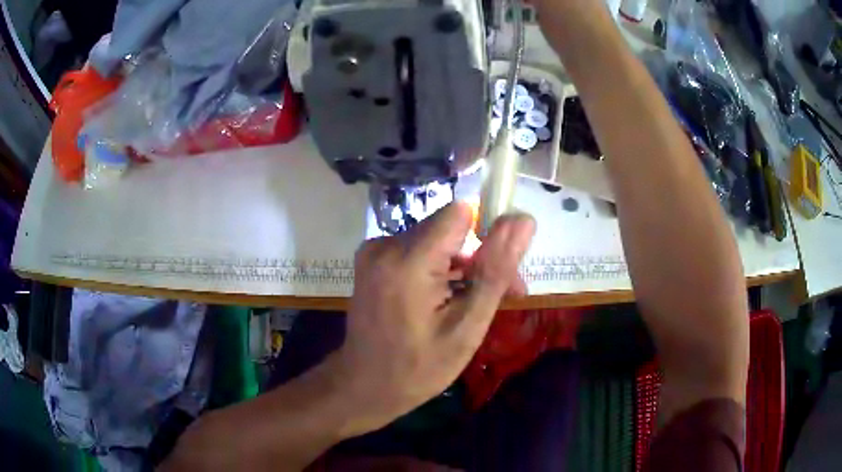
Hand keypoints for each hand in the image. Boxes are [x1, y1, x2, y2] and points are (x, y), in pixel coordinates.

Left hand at [332, 202, 535, 433]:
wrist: (364, 386)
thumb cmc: (418, 368)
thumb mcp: (467, 326)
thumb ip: (496, 270)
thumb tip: (524, 220)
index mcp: (407, 260)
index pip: (460, 214)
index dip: (488, 233)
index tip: (504, 267)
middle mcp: (385, 244)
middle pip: (449, 228)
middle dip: (480, 256)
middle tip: (504, 295)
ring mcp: (374, 251)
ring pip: (435, 239)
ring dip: (461, 265)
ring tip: (476, 303)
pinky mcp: (372, 259)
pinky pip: (417, 250)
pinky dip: (438, 269)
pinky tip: (448, 299)